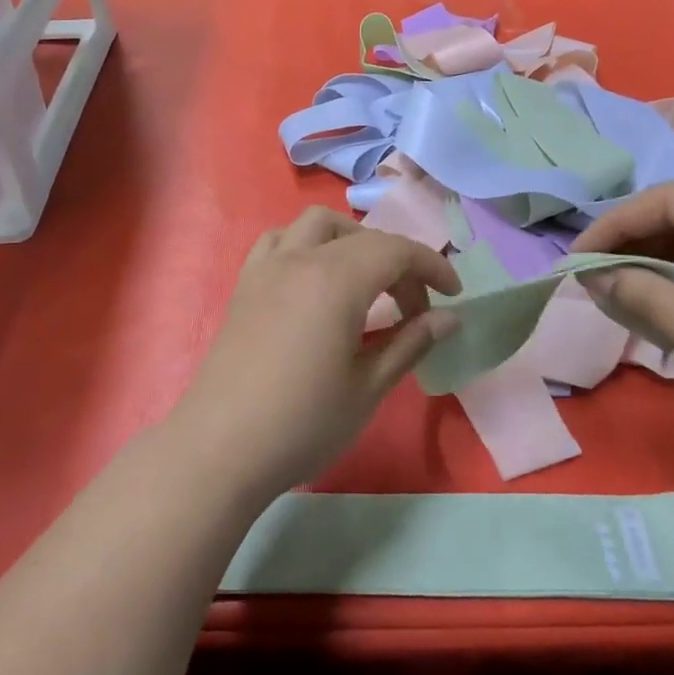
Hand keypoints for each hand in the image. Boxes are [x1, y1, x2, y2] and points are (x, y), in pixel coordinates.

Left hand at [174, 207, 460, 497]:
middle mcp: (300, 260)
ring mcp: (266, 269)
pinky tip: (314, 283)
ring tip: (366, 283)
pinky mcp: (244, 286)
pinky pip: (280, 242)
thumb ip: (410, 343)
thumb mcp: (368, 388)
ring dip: (351, 242)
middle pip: (361, 237)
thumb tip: (450, 319)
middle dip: (397, 261)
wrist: (220, 448)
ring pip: (316, 226)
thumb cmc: (303, 423)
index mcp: (336, 280)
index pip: (396, 250)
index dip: (431, 267)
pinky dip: (308, 246)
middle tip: (413, 308)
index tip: (453, 297)